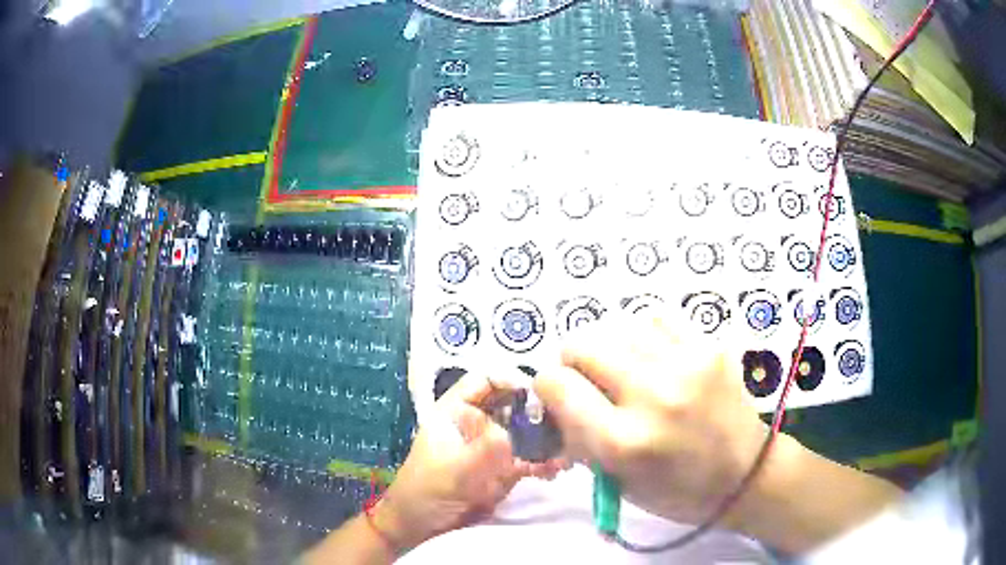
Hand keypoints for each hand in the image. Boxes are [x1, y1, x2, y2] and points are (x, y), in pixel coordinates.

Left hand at [376, 371, 566, 550]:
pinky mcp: (505, 467)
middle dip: (537, 408)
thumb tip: (513, 433)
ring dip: (546, 436)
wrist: (423, 526)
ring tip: (565, 448)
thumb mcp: (454, 470)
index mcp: (456, 410)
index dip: (509, 378)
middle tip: (562, 421)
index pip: (484, 379)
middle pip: (513, 401)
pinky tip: (556, 469)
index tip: (538, 392)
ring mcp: (493, 445)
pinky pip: (530, 456)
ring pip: (526, 428)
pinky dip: (545, 460)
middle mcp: (478, 422)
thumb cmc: (427, 491)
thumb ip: (484, 450)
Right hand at [534, 315, 766, 525]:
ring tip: (626, 371)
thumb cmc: (676, 491)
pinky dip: (645, 337)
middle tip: (589, 381)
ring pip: (617, 325)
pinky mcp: (710, 347)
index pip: (556, 384)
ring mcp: (687, 365)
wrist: (746, 474)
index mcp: (624, 441)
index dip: (548, 388)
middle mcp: (653, 396)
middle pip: (582, 344)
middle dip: (573, 363)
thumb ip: (578, 437)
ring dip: (610, 348)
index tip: (558, 395)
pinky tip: (657, 359)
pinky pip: (657, 320)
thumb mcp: (616, 480)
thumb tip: (553, 398)